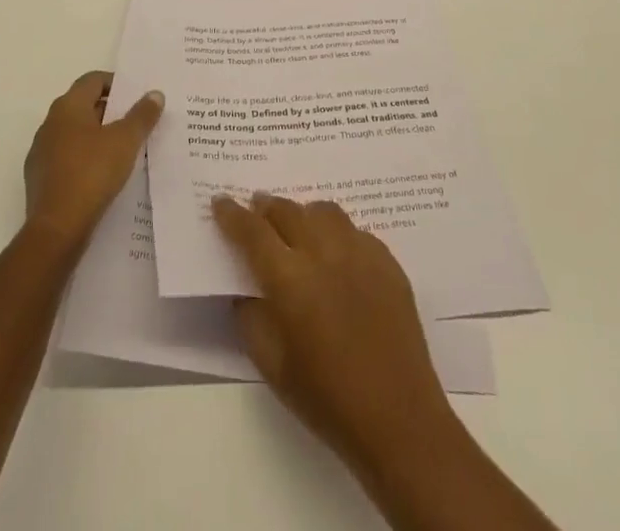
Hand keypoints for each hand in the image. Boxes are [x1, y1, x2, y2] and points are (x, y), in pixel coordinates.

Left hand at [23, 72, 162, 244]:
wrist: (56, 230)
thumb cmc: (92, 174)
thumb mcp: (126, 141)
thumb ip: (142, 115)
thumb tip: (155, 94)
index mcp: (68, 107)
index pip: (93, 80)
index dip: (116, 84)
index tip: (137, 98)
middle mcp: (50, 123)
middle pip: (84, 106)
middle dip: (111, 111)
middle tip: (137, 122)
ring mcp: (41, 152)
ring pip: (75, 134)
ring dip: (98, 136)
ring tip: (124, 150)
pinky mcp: (40, 179)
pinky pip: (67, 158)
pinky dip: (86, 159)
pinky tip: (103, 176)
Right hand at [212, 194, 460, 478]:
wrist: (398, 418)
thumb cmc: (327, 400)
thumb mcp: (273, 367)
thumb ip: (251, 319)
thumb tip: (244, 289)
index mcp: (290, 280)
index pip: (253, 233)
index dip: (233, 215)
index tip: (220, 201)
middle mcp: (323, 253)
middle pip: (288, 211)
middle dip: (266, 206)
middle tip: (256, 208)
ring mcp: (359, 252)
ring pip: (324, 211)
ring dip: (303, 213)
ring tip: (297, 226)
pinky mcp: (387, 260)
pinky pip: (354, 231)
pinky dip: (336, 233)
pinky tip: (336, 254)